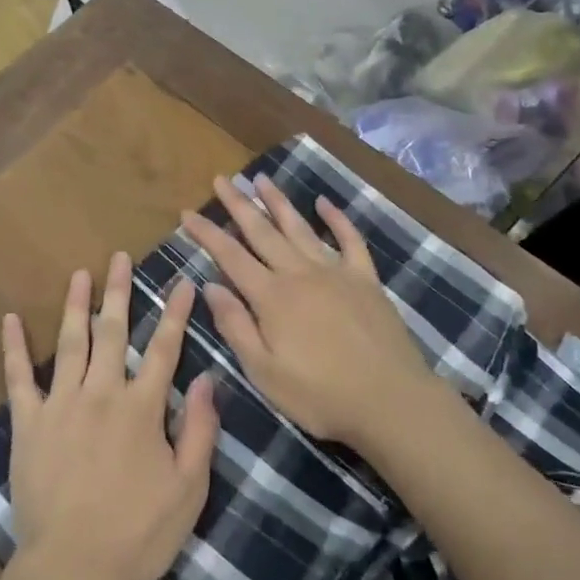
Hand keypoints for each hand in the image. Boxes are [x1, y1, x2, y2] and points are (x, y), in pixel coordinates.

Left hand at [3, 254, 219, 579]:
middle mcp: (102, 393)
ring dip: (76, 304)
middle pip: (112, 331)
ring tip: (80, 273)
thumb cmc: (139, 534)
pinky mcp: (29, 423)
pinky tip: (11, 318)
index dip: (176, 312)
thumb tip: (210, 378)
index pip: (164, 347)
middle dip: (118, 291)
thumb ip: (201, 429)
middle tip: (119, 257)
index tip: (183, 281)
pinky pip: (19, 377)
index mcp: (142, 407)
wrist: (73, 571)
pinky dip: (14, 346)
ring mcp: (61, 404)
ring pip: (71, 342)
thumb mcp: (189, 488)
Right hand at [184, 175, 434, 450]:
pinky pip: (350, 239)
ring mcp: (336, 271)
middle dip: (238, 205)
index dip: (207, 233)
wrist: (391, 401)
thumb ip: (236, 327)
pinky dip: (336, 218)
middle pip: (262, 232)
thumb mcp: (265, 373)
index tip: (187, 212)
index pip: (230, 256)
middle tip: (221, 180)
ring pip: (300, 227)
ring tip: (262, 179)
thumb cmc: (321, 396)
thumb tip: (211, 286)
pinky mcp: (365, 279)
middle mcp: (300, 273)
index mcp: (272, 297)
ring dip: (278, 202)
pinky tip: (324, 202)